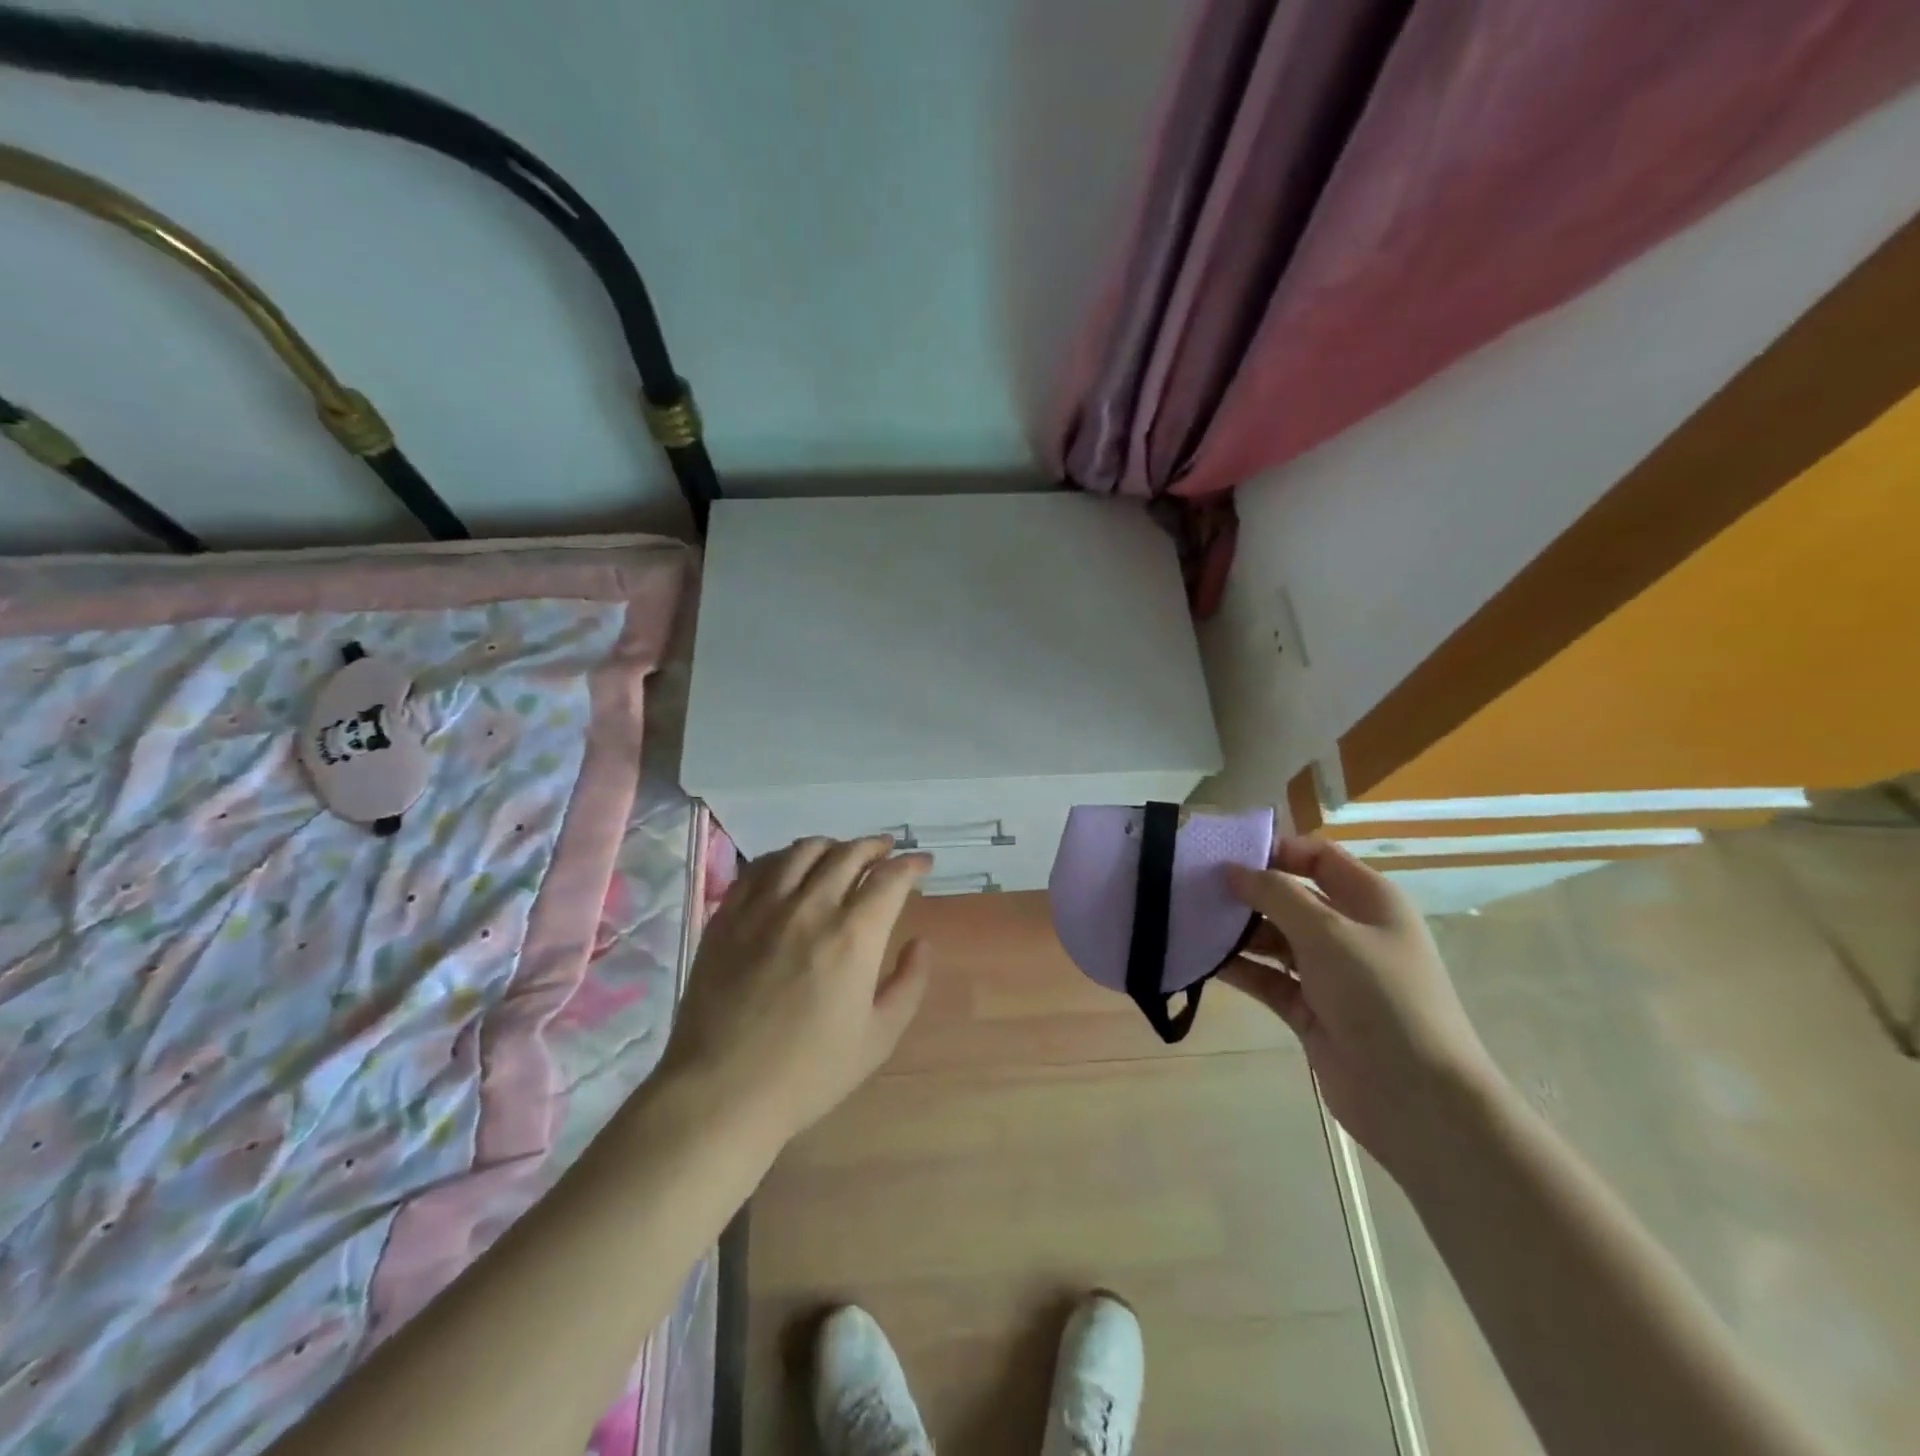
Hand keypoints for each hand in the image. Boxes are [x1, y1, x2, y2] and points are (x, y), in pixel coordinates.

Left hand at [660, 836, 933, 1152]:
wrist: (721, 1092)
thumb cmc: (808, 1073)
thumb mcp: (878, 1039)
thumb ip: (908, 984)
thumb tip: (920, 942)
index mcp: (853, 936)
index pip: (889, 878)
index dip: (911, 864)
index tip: (923, 863)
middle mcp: (810, 908)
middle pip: (848, 854)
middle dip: (875, 846)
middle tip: (887, 851)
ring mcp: (763, 908)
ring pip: (803, 851)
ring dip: (832, 845)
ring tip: (842, 854)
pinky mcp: (727, 915)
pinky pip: (760, 867)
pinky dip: (785, 857)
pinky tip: (790, 867)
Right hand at [1224, 836, 1501, 1169]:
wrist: (1416, 1098)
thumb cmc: (1380, 997)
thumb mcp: (1327, 933)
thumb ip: (1276, 895)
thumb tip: (1232, 870)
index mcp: (1369, 901)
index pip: (1317, 857)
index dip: (1275, 851)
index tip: (1225, 854)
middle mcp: (1348, 931)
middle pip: (1290, 897)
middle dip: (1246, 891)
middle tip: (1194, 887)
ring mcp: (1328, 972)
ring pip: (1274, 938)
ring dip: (1237, 931)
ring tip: (1189, 920)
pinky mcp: (1308, 1009)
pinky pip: (1266, 977)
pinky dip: (1239, 967)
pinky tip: (1201, 959)